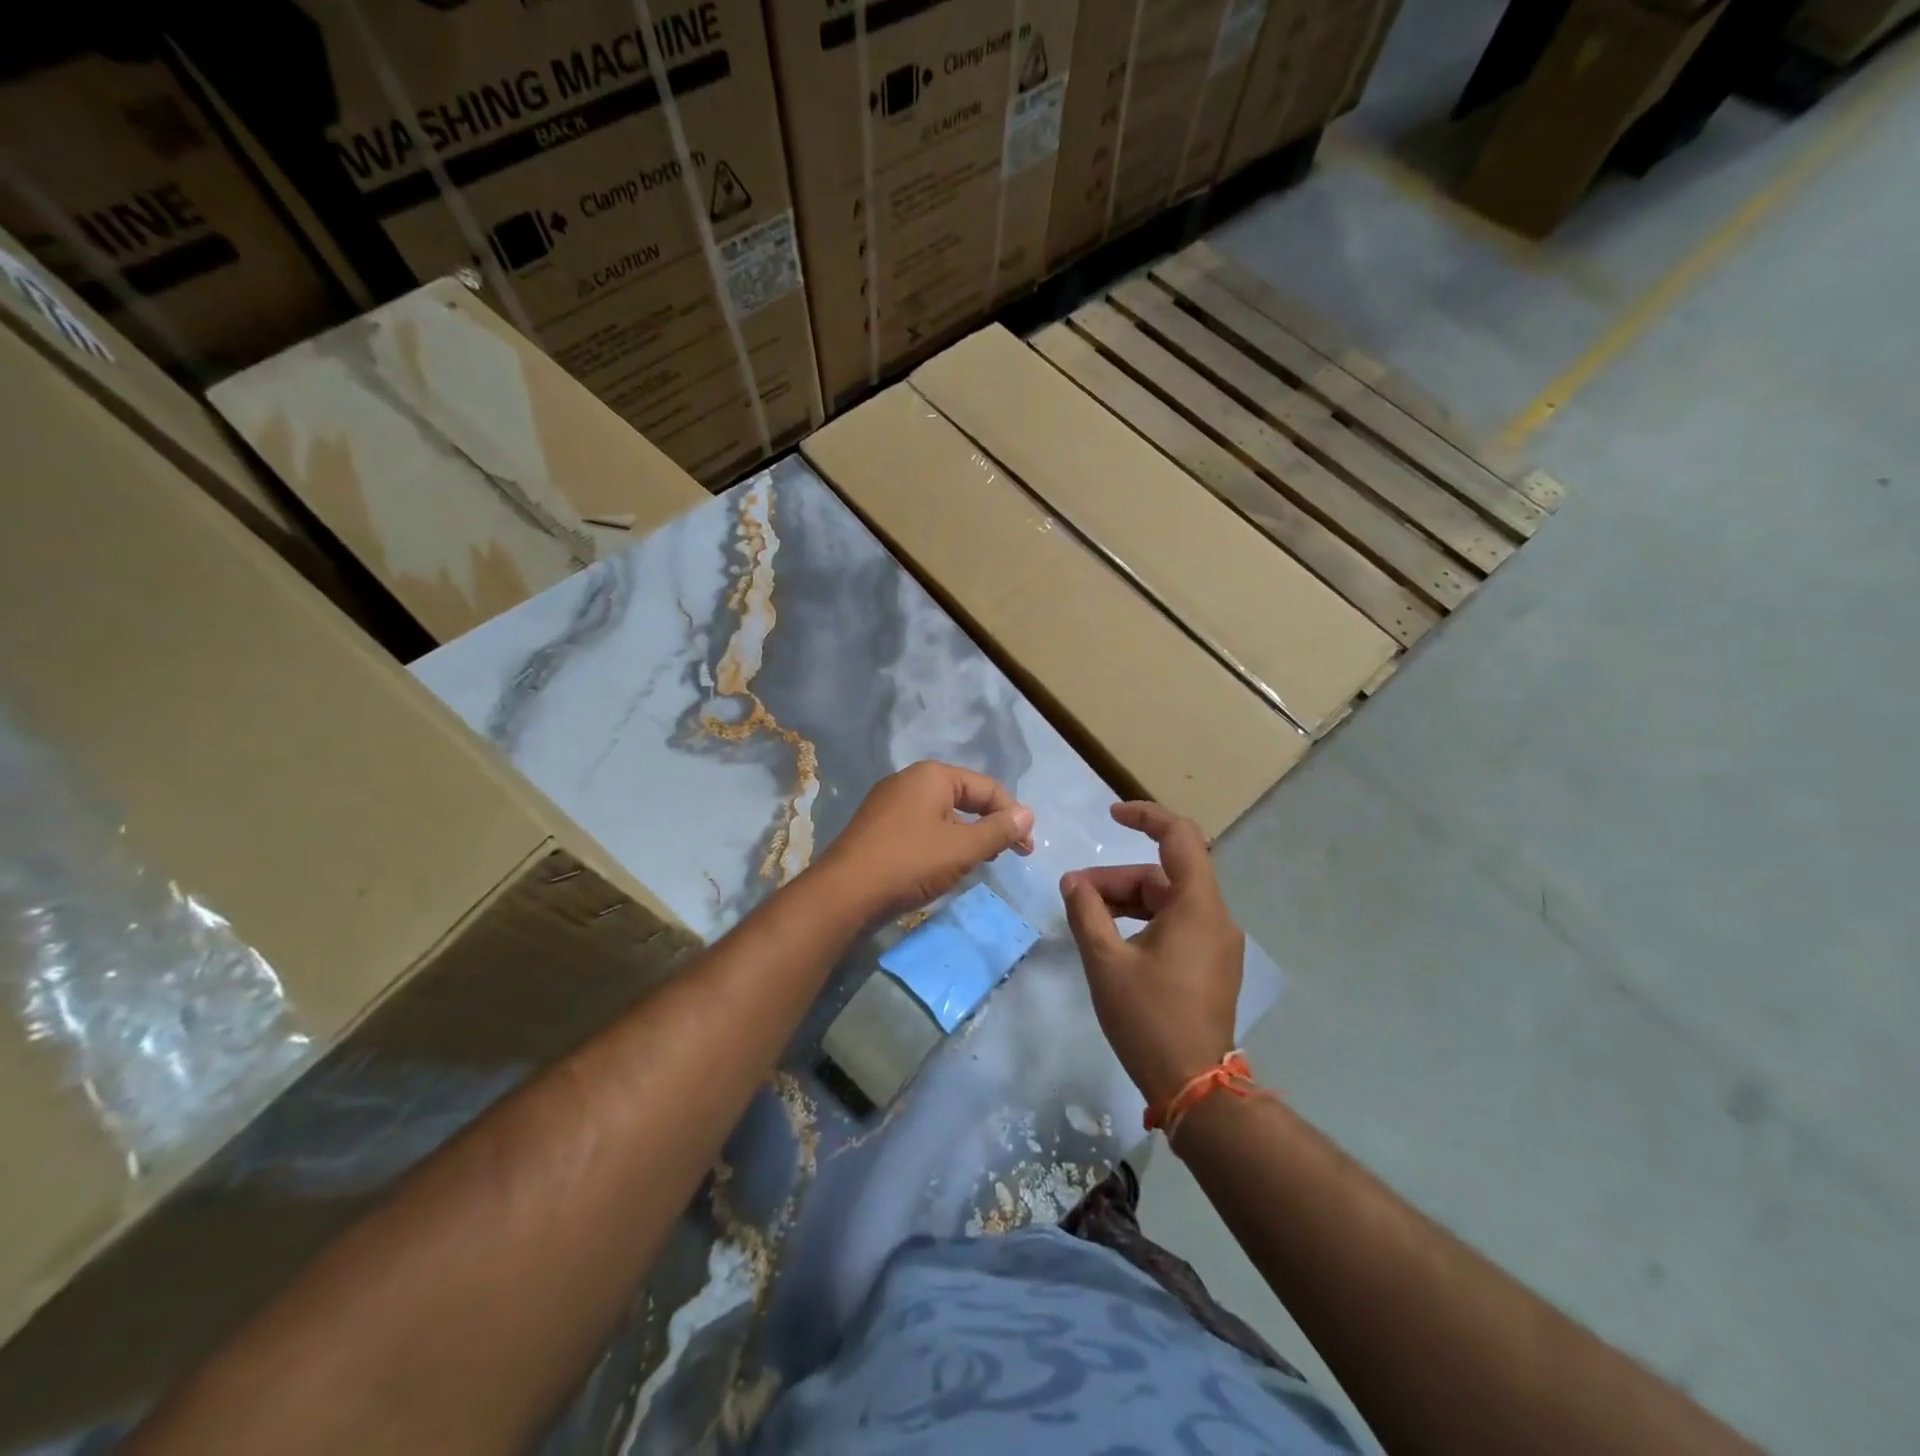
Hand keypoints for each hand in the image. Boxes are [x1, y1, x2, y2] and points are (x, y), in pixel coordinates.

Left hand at [813, 761, 1034, 922]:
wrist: (844, 893)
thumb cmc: (909, 863)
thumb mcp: (962, 848)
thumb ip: (998, 831)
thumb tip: (1027, 815)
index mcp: (932, 776)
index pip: (986, 787)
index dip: (1012, 815)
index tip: (1027, 848)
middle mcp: (909, 781)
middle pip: (964, 797)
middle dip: (989, 825)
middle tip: (1006, 855)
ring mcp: (889, 804)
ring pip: (942, 815)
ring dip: (965, 837)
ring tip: (976, 864)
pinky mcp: (878, 828)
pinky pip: (921, 828)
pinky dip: (940, 844)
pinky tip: (943, 868)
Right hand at [1061, 802, 1243, 1109]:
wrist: (1193, 1086)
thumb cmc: (1148, 1018)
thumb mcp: (1106, 961)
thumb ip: (1086, 912)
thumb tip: (1073, 882)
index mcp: (1197, 906)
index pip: (1180, 836)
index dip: (1146, 816)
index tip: (1111, 817)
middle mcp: (1216, 917)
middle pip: (1164, 875)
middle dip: (1116, 879)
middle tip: (1074, 894)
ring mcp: (1217, 943)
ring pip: (1168, 901)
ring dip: (1127, 901)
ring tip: (1087, 917)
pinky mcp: (1212, 964)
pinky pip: (1177, 924)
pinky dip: (1144, 921)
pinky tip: (1113, 939)